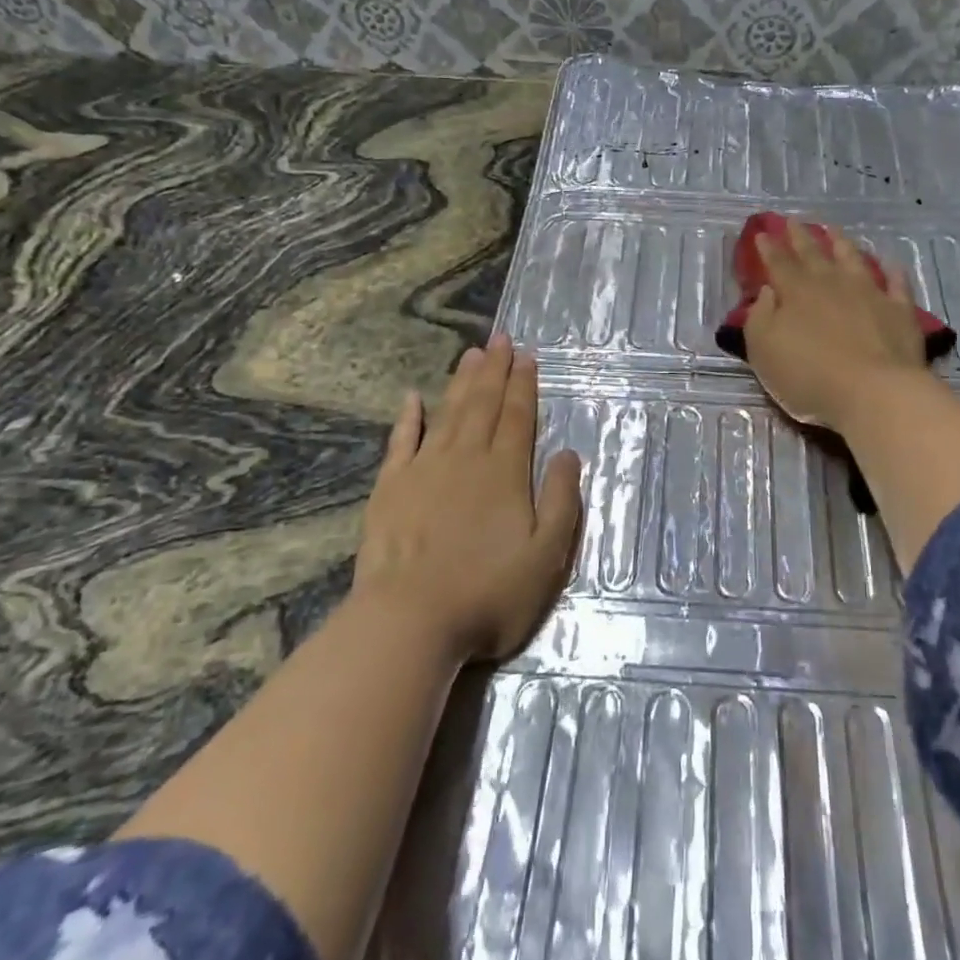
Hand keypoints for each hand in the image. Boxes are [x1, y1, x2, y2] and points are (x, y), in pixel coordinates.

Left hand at [354, 334, 582, 662]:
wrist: (410, 621)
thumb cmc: (488, 593)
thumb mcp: (546, 556)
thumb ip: (561, 501)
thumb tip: (569, 453)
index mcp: (506, 473)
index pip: (518, 417)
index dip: (524, 385)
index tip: (527, 356)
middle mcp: (467, 459)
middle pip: (483, 405)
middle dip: (495, 370)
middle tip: (500, 338)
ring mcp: (424, 470)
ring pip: (448, 414)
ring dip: (461, 382)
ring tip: (471, 354)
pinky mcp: (390, 488)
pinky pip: (401, 441)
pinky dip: (408, 418)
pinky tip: (412, 398)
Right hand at [742, 222, 928, 430]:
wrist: (874, 392)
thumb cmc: (808, 375)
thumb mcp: (764, 351)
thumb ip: (760, 317)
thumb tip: (767, 291)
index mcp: (796, 292)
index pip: (778, 263)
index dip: (768, 248)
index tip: (762, 233)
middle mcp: (832, 284)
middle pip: (813, 254)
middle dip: (800, 237)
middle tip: (792, 221)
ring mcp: (869, 293)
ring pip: (853, 259)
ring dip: (841, 243)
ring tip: (833, 230)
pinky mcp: (899, 311)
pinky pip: (896, 284)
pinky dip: (892, 271)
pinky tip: (890, 264)